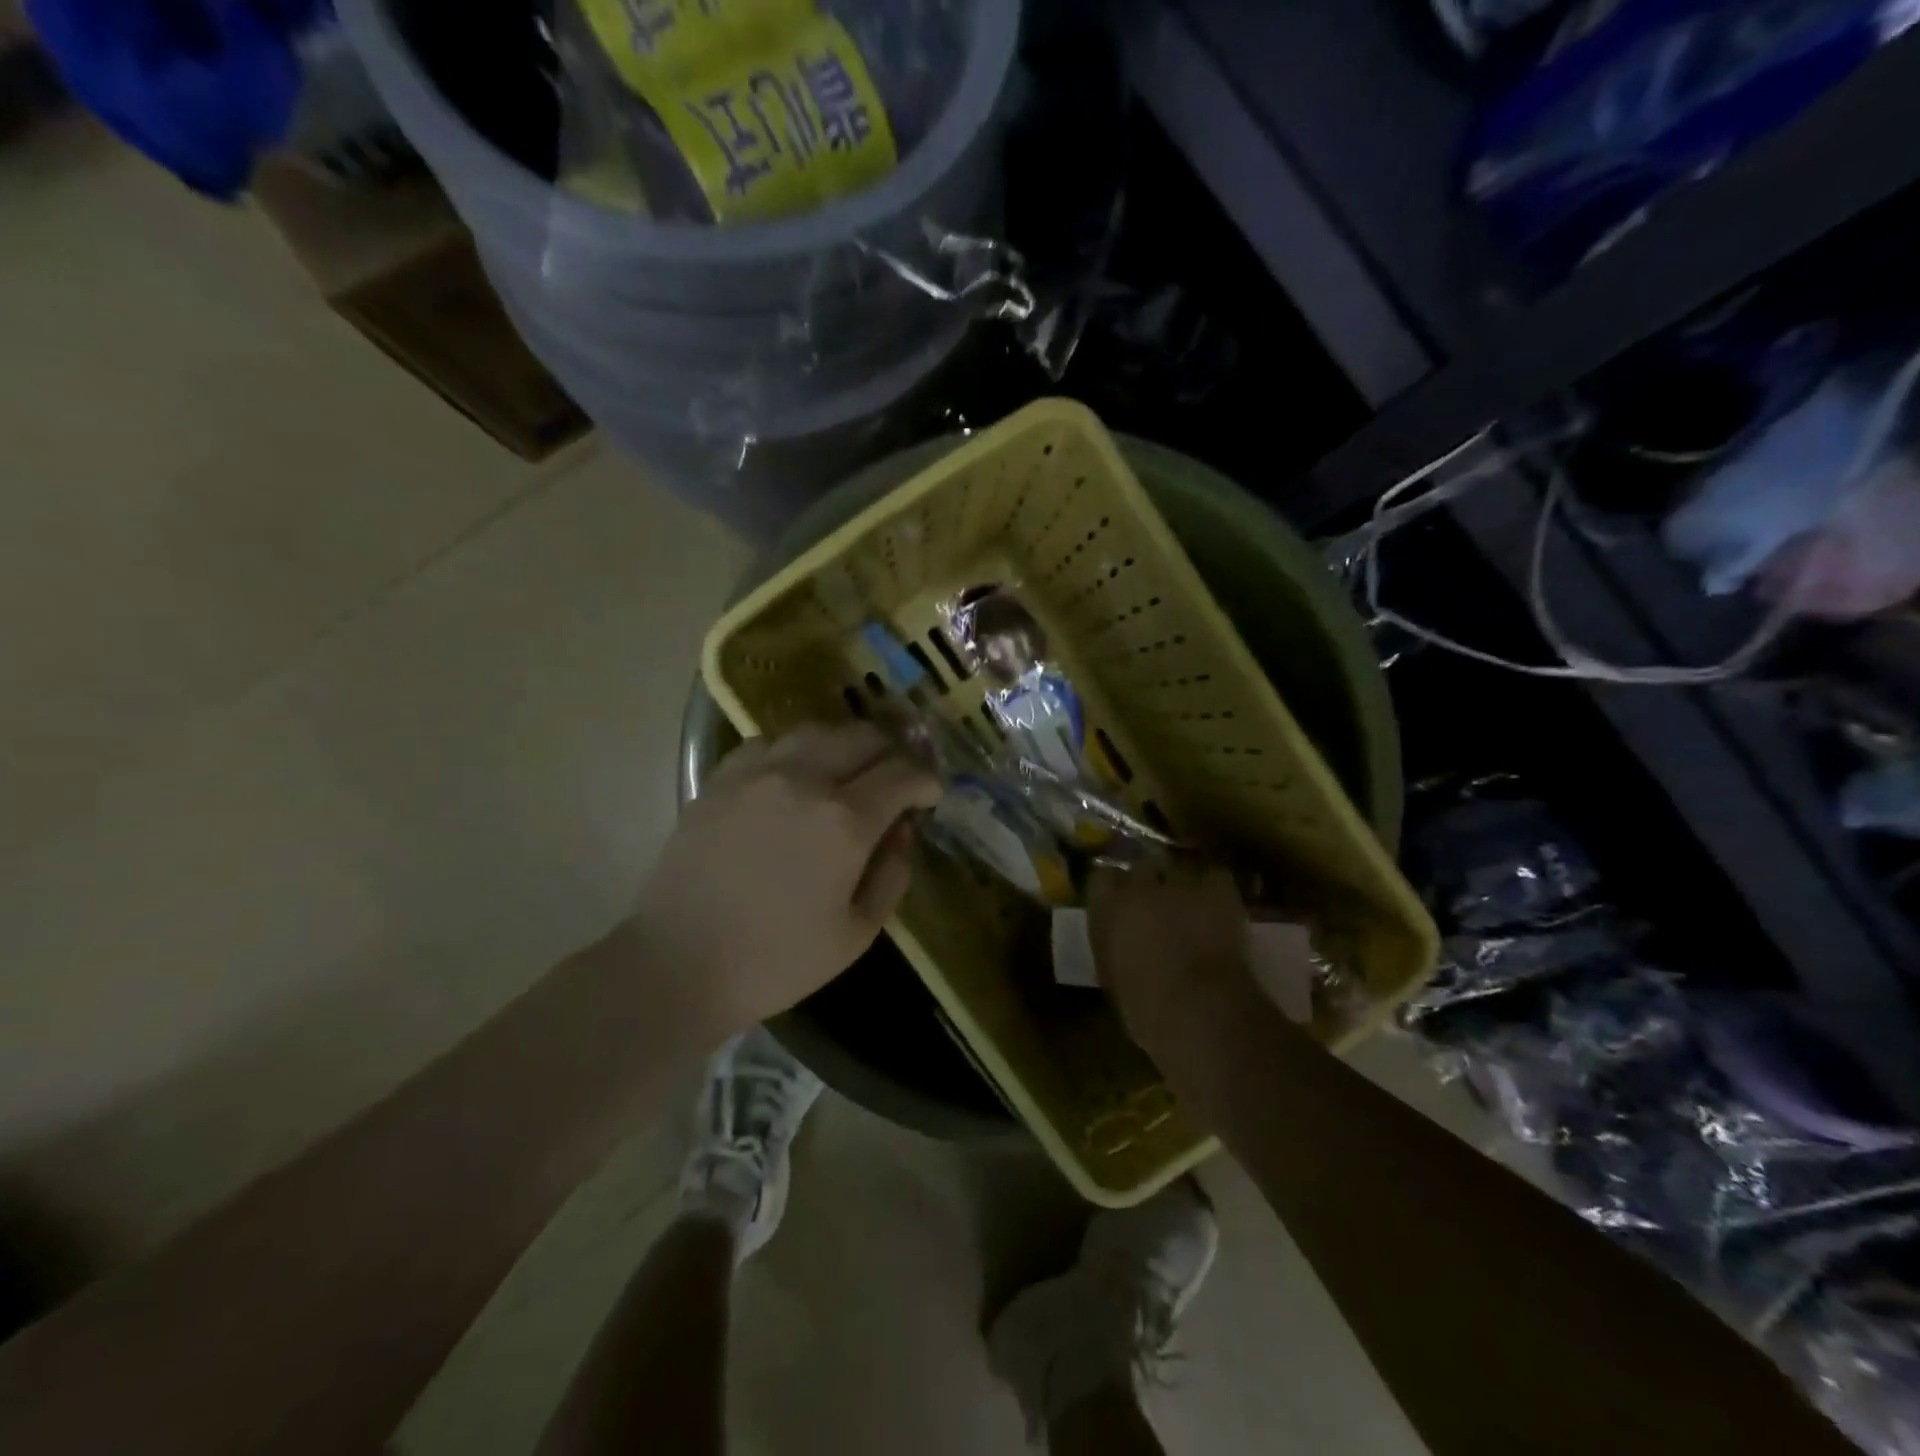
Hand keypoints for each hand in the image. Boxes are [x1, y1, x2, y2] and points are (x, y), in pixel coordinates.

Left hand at [633, 721, 942, 1036]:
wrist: (677, 965)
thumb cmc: (776, 961)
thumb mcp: (857, 934)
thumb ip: (892, 874)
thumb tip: (901, 831)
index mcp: (845, 820)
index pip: (902, 773)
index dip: (926, 780)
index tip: (931, 795)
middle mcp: (804, 779)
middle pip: (863, 737)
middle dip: (892, 753)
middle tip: (897, 779)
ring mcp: (757, 773)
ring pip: (817, 729)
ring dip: (846, 744)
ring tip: (850, 770)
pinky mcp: (721, 779)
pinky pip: (769, 743)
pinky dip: (796, 750)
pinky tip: (794, 775)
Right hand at [1086, 858, 1258, 1065]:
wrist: (1199, 1010)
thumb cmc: (1145, 1008)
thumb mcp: (1113, 977)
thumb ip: (1113, 946)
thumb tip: (1120, 939)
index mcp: (1107, 908)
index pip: (1101, 878)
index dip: (1113, 888)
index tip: (1119, 901)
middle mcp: (1139, 885)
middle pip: (1142, 864)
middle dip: (1150, 878)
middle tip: (1158, 899)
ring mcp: (1180, 883)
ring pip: (1179, 866)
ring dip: (1182, 881)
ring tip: (1191, 898)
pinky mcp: (1218, 889)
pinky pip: (1214, 875)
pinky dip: (1215, 886)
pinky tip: (1218, 902)